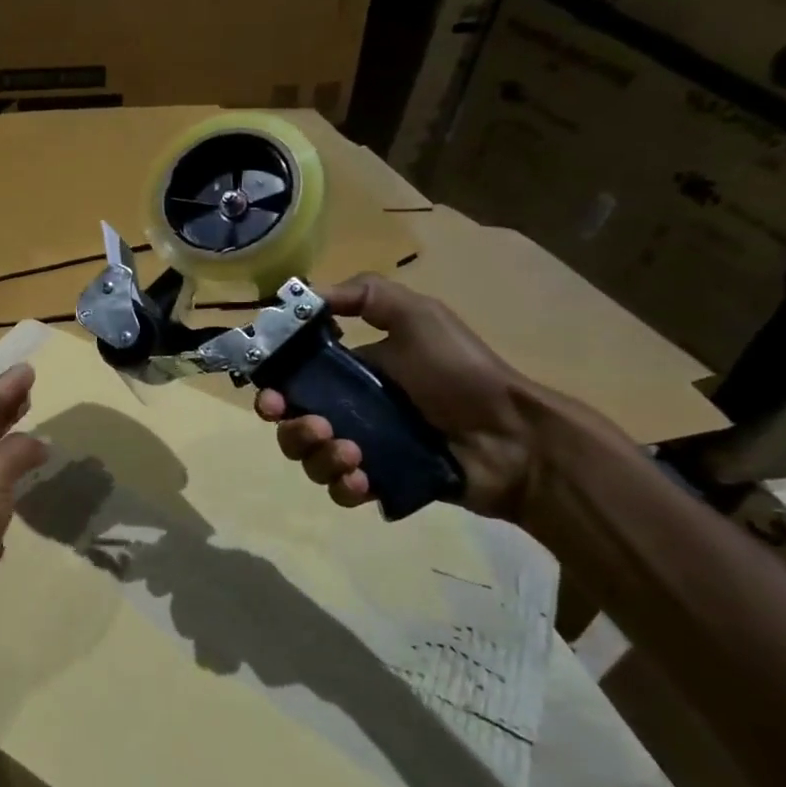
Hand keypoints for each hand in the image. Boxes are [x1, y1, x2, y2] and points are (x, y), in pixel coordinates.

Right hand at [255, 274, 546, 518]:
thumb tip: (304, 297)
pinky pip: (340, 490)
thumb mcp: (418, 316)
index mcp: (347, 373)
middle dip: (291, 428)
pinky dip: (343, 485)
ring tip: (353, 453)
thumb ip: (364, 296)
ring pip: (309, 459)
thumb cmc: (461, 373)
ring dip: (318, 456)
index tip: (270, 396)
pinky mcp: (379, 483)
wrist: (515, 436)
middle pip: (289, 425)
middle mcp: (346, 411)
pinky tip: (364, 479)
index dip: (271, 389)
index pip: (290, 382)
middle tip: (317, 426)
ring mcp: (362, 450)